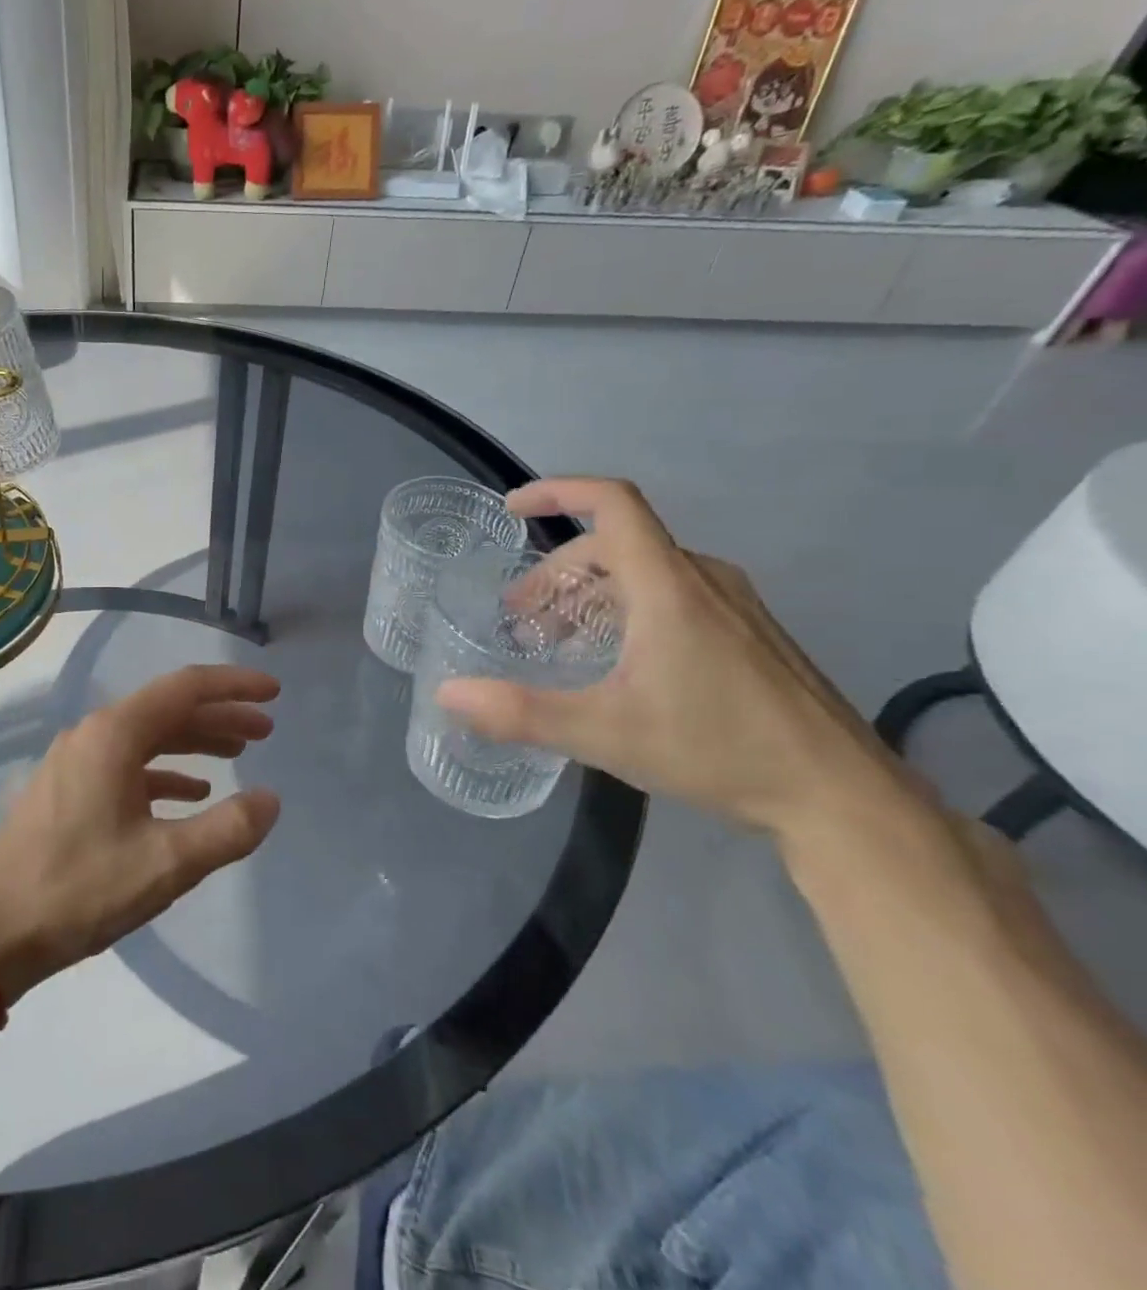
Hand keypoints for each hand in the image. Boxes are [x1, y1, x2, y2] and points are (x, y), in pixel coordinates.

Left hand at [0, 665, 280, 1003]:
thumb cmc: (78, 888)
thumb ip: (226, 830)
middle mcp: (93, 734)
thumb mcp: (164, 863)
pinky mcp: (67, 789)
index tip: (274, 693)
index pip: (186, 688)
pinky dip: (164, 772)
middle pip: (168, 709)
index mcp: (114, 734)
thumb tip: (270, 800)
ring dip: (194, 742)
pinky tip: (189, 793)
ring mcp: (75, 761)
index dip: (234, 686)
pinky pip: (127, 765)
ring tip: (237, 757)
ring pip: (148, 737)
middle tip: (265, 732)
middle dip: (220, 716)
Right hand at [436, 478, 913, 840]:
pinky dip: (624, 610)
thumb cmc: (720, 750)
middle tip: (520, 621)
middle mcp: (703, 581)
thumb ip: (521, 712)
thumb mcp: (606, 734)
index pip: (613, 504)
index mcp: (669, 587)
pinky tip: (614, 663)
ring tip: (557, 643)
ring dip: (588, 594)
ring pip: (644, 572)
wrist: (841, 798)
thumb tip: (447, 693)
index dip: (558, 492)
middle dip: (556, 573)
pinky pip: (671, 596)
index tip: (512, 509)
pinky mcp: (748, 634)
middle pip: (616, 544)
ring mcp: (733, 607)